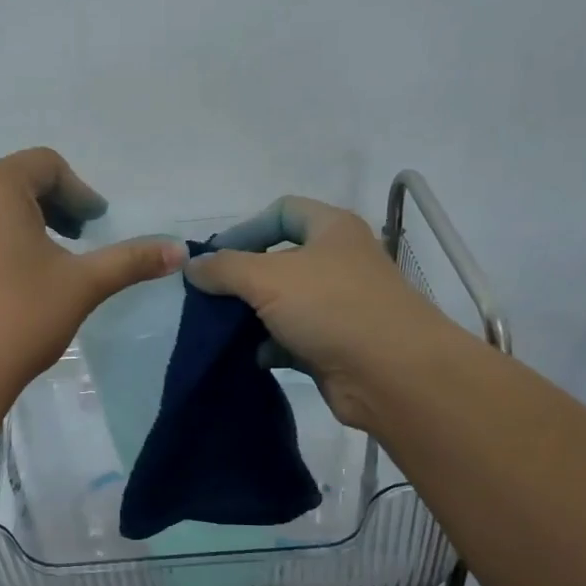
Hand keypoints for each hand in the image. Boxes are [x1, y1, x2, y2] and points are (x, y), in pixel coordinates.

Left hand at [0, 149, 185, 408]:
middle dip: (36, 204)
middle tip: (60, 243)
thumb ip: (131, 260)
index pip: (46, 167)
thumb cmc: (19, 320)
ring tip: (2, 245)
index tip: (93, 225)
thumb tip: (180, 250)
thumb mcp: (83, 286)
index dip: (76, 192)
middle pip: (2, 179)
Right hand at [187, 196, 444, 430]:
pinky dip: (270, 345)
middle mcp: (338, 262)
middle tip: (210, 297)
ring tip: (221, 329)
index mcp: (332, 229)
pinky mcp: (336, 344)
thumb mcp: (268, 278)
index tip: (213, 258)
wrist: (393, 375)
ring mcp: (339, 305)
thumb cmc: (332, 308)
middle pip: (279, 259)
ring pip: (284, 302)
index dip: (245, 228)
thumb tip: (192, 267)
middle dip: (242, 278)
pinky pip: (293, 338)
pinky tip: (252, 356)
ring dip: (252, 315)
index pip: (282, 211)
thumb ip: (224, 268)